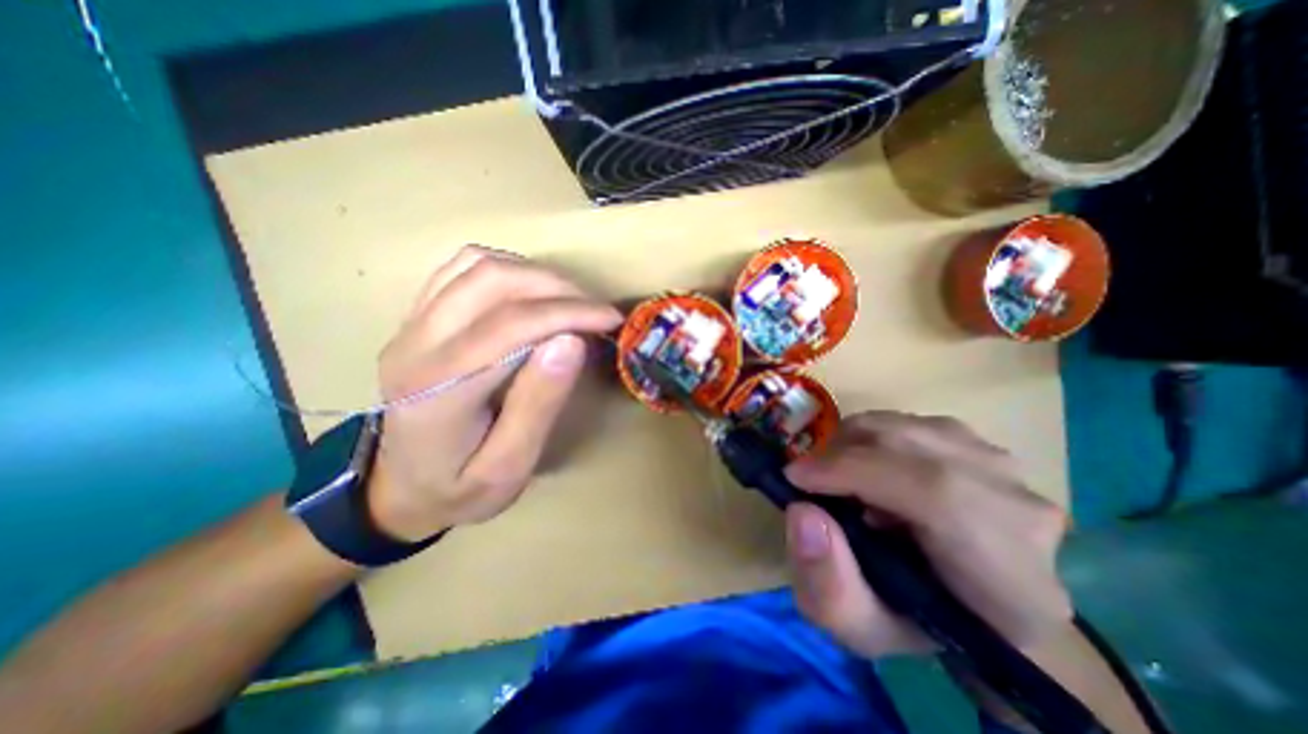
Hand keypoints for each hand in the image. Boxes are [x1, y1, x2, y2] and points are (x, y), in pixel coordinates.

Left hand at [358, 246, 618, 537]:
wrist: (397, 488)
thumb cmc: (459, 488)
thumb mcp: (508, 467)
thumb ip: (539, 405)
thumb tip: (571, 341)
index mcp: (438, 387)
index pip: (511, 324)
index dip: (569, 313)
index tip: (611, 319)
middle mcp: (416, 342)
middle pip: (492, 280)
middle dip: (558, 287)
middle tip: (595, 311)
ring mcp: (411, 323)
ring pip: (477, 264)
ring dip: (535, 275)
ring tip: (570, 303)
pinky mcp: (417, 317)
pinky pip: (462, 268)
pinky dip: (508, 269)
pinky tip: (531, 295)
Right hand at [781, 413, 1067, 659]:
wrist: (970, 602)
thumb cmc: (917, 621)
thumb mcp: (861, 629)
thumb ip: (827, 585)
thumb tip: (801, 512)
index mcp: (1009, 578)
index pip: (935, 494)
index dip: (853, 472)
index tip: (796, 478)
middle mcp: (1019, 507)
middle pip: (911, 446)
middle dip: (840, 454)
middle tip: (808, 479)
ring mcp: (1001, 465)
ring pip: (902, 426)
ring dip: (852, 444)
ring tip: (839, 479)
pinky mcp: (977, 442)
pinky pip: (905, 422)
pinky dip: (869, 437)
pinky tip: (867, 468)